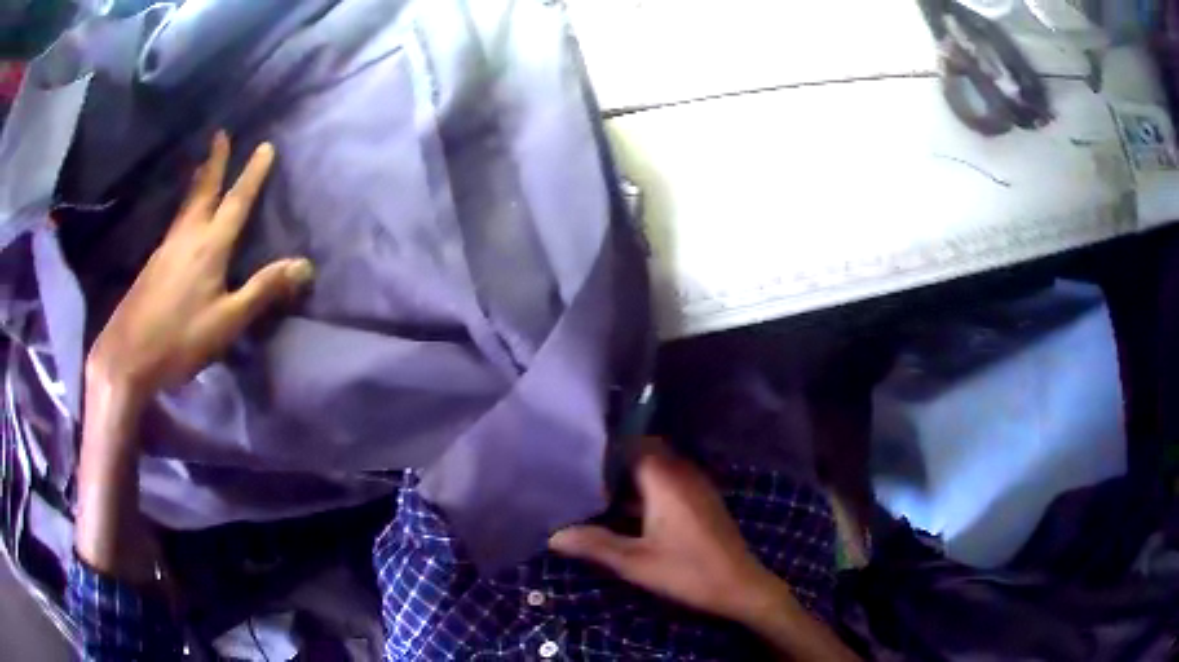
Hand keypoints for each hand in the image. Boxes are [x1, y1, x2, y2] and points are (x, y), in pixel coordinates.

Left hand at [86, 131, 312, 405]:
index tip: (265, 146)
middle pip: (204, 191)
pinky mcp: (153, 263)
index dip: (252, 174)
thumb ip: (262, 291)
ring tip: (203, 165)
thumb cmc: (180, 339)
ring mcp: (166, 248)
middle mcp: (187, 237)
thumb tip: (304, 265)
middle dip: (215, 162)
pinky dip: (186, 206)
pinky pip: (176, 222)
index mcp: (209, 247)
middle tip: (221, 134)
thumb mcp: (227, 321)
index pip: (237, 202)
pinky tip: (184, 217)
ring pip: (187, 204)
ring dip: (199, 180)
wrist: (128, 356)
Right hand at [549, 439, 777, 622]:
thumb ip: (595, 545)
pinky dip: (648, 488)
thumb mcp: (636, 563)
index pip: (633, 443)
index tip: (578, 455)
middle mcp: (683, 473)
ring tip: (599, 490)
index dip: (606, 446)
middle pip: (645, 451)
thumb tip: (552, 535)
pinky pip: (670, 481)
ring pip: (658, 467)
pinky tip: (629, 510)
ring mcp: (697, 486)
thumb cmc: (688, 572)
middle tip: (583, 474)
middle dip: (616, 461)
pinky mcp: (703, 500)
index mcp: (666, 480)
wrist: (740, 586)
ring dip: (632, 476)